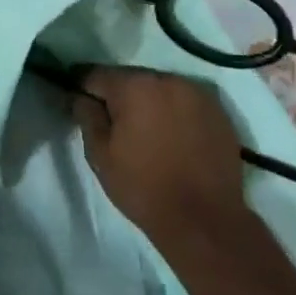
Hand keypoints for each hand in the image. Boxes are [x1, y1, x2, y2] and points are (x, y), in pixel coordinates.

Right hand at [72, 67, 247, 241]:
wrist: (204, 220)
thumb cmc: (143, 187)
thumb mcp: (101, 155)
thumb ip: (87, 117)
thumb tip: (79, 96)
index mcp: (135, 86)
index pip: (96, 74)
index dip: (82, 88)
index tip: (77, 103)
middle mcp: (168, 79)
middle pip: (131, 79)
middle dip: (118, 96)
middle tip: (113, 124)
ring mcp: (197, 93)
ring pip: (160, 88)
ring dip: (148, 102)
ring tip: (146, 132)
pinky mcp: (218, 110)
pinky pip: (184, 102)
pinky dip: (174, 112)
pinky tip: (173, 138)